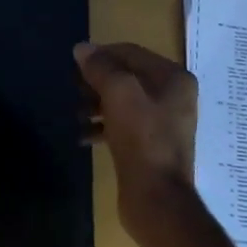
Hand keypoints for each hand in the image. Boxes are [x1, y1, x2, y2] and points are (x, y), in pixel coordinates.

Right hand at [75, 41, 197, 205]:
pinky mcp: (150, 145)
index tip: (74, 65)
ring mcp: (163, 122)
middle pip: (127, 76)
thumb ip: (101, 67)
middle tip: (72, 90)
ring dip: (96, 104)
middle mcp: (173, 96)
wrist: (156, 198)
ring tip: (75, 115)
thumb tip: (82, 48)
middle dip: (97, 81)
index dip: (101, 54)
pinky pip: (123, 125)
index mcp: (173, 78)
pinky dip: (102, 126)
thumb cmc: (142, 139)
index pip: (131, 52)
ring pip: (123, 102)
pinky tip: (82, 137)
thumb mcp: (119, 94)